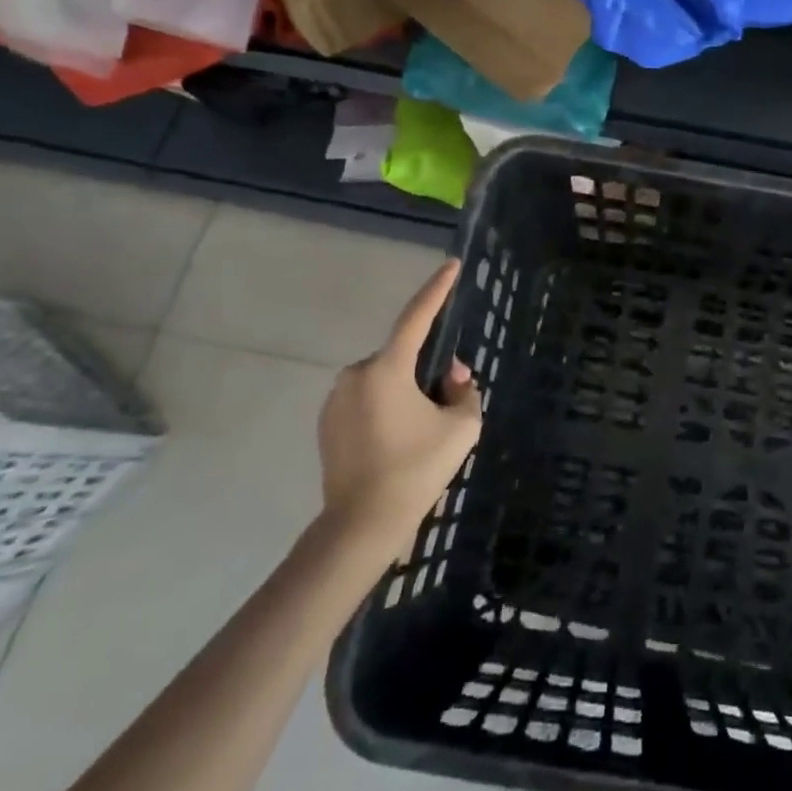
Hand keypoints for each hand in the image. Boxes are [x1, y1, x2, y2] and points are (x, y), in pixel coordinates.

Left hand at [316, 260, 481, 538]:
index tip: (451, 265)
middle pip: (402, 356)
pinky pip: (366, 399)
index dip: (437, 289)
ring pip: (384, 379)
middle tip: (444, 404)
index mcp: (387, 369)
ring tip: (418, 433)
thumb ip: (465, 390)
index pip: (417, 317)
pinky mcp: (326, 422)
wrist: (361, 525)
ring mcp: (336, 399)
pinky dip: (385, 408)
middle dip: (425, 370)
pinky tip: (395, 443)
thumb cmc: (416, 470)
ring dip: (404, 391)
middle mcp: (356, 374)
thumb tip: (452, 375)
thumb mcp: (461, 428)